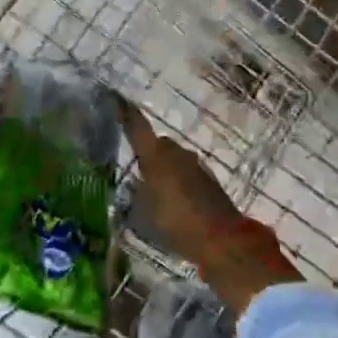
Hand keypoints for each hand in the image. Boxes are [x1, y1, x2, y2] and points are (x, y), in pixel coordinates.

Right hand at [119, 100, 300, 315]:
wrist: (222, 239)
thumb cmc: (177, 223)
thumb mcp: (145, 212)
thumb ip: (138, 192)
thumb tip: (136, 181)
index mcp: (156, 155)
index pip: (137, 127)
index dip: (126, 113)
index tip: (116, 98)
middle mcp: (176, 153)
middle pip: (158, 143)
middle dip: (148, 152)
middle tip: (135, 169)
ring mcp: (195, 165)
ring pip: (173, 159)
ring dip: (164, 168)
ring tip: (152, 190)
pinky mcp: (208, 180)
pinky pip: (185, 173)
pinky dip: (177, 181)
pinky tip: (172, 201)